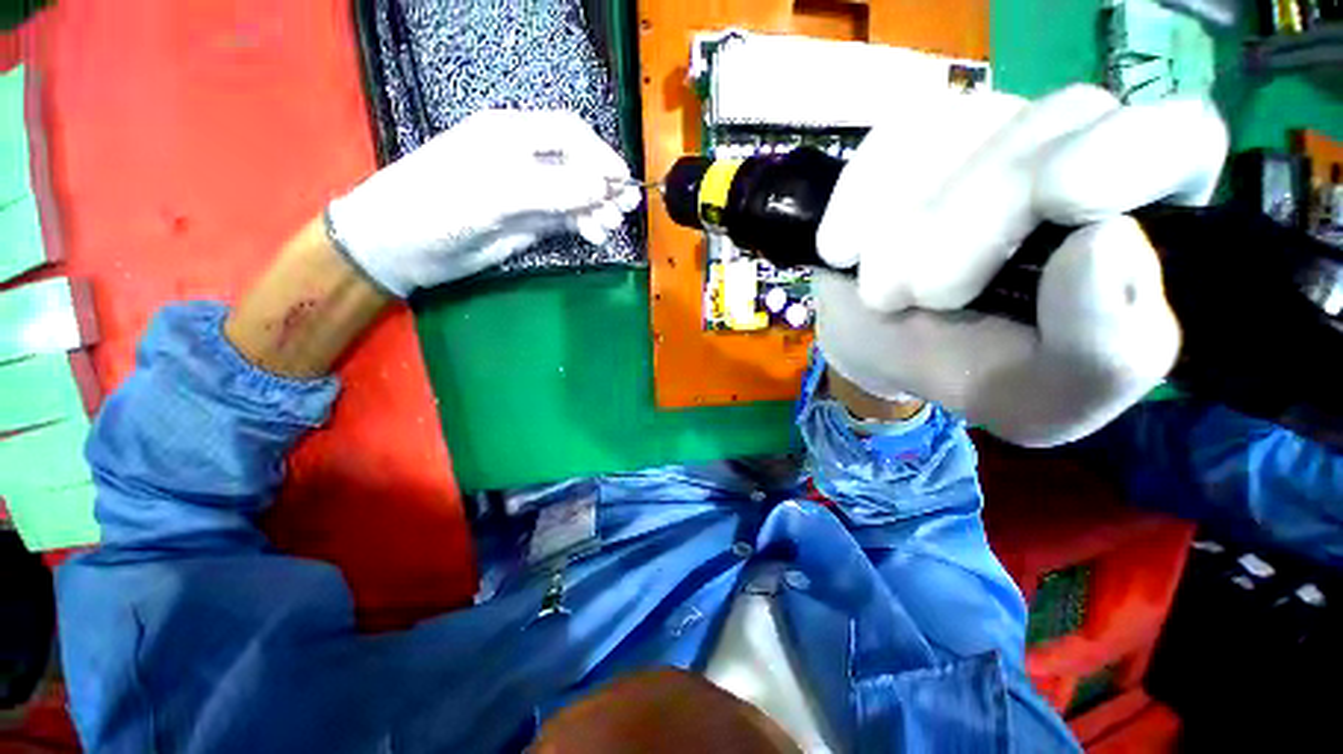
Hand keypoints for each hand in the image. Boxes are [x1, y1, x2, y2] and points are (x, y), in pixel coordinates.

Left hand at [326, 109, 640, 296]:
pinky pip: (555, 214)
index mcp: (510, 133)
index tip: (620, 182)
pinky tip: (591, 233)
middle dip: (600, 182)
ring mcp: (516, 188)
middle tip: (622, 210)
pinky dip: (577, 222)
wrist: (388, 246)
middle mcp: (517, 155)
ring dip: (593, 205)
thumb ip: (550, 189)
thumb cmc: (433, 207)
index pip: (567, 132)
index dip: (598, 154)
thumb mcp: (492, 194)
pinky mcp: (513, 218)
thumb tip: (603, 186)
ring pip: (567, 190)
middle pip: (573, 160)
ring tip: (608, 227)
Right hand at [814, 85, 1227, 446]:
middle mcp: (1110, 152)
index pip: (1188, 139)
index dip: (1139, 149)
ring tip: (887, 290)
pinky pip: (918, 119)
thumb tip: (1120, 244)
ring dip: (929, 209)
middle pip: (1078, 121)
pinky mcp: (964, 106)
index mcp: (1163, 226)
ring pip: (996, 117)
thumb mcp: (1052, 398)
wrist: (903, 337)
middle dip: (995, 204)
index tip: (1066, 201)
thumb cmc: (997, 374)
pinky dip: (877, 184)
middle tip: (932, 288)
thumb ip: (1101, 350)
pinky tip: (850, 246)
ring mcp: (1035, 118)